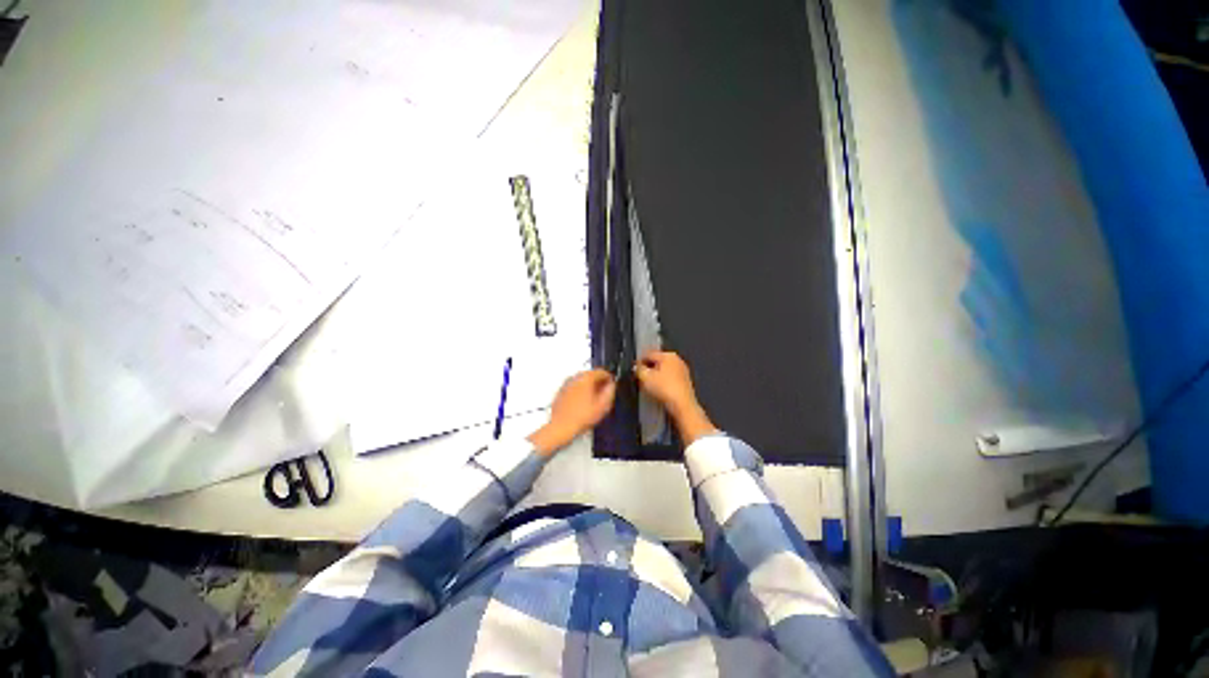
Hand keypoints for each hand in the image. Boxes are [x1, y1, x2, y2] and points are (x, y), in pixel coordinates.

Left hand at [528, 369, 615, 454]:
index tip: (612, 385)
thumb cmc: (581, 418)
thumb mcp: (602, 406)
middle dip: (599, 383)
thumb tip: (612, 386)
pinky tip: (583, 404)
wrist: (561, 427)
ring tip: (594, 400)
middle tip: (604, 394)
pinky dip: (580, 392)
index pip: (602, 371)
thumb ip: (609, 392)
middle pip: (591, 375)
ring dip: (589, 387)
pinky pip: (574, 387)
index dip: (609, 378)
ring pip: (582, 381)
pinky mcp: (560, 391)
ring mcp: (566, 384)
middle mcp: (575, 377)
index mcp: (586, 378)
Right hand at [635, 351, 716, 445]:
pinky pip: (669, 379)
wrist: (682, 405)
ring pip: (664, 371)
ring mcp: (682, 371)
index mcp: (668, 355)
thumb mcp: (645, 377)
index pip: (649, 354)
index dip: (639, 361)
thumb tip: (637, 367)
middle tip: (640, 377)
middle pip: (657, 362)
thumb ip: (638, 369)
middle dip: (648, 368)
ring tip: (648, 385)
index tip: (634, 369)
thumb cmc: (664, 388)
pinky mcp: (685, 382)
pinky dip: (663, 382)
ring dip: (655, 376)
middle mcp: (677, 360)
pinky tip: (658, 390)